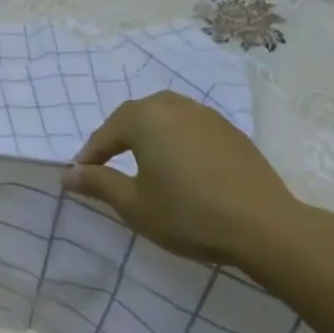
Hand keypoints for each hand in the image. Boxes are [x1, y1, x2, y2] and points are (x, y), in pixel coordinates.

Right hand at [61, 92, 310, 269]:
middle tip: (108, 166)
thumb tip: (68, 174)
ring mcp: (206, 115)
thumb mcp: (135, 204)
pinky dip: (176, 141)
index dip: (90, 155)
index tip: (80, 176)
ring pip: (165, 118)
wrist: (265, 227)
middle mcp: (173, 106)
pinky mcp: (231, 131)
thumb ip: (99, 183)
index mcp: (145, 118)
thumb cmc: (189, 214)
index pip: (106, 133)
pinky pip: (190, 127)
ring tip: (144, 163)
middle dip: (118, 138)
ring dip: (148, 136)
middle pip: (135, 117)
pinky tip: (181, 166)